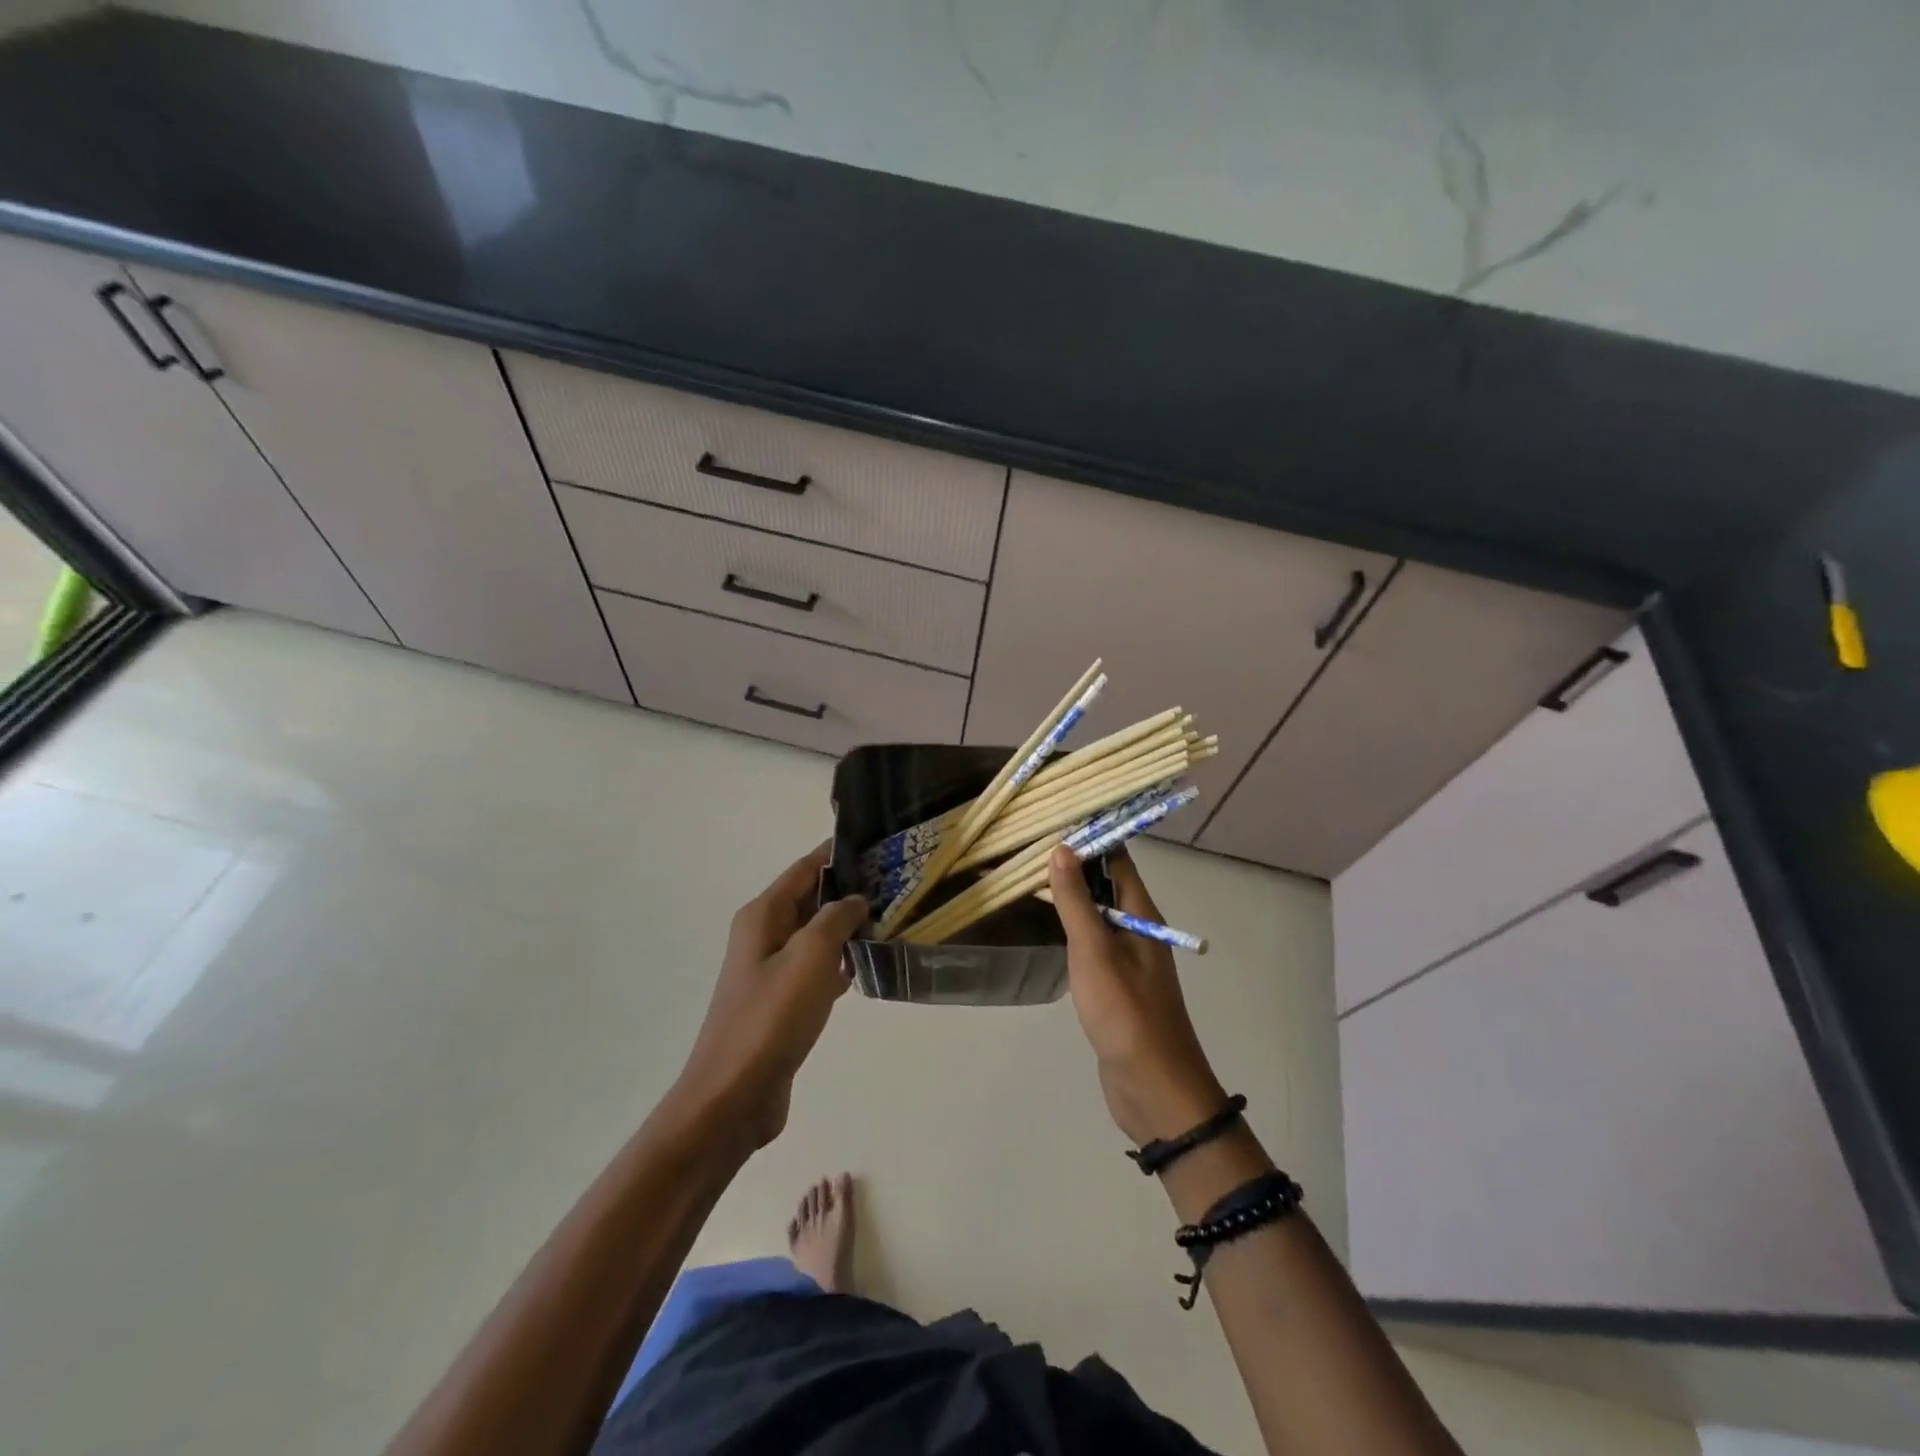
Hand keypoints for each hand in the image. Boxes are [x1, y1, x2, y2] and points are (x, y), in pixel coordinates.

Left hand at [675, 843, 869, 1147]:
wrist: (734, 1097)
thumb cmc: (771, 1018)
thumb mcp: (810, 956)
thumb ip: (836, 917)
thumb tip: (854, 900)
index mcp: (763, 915)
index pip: (805, 868)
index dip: (838, 853)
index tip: (878, 842)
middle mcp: (764, 935)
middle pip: (812, 898)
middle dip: (850, 888)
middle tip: (899, 881)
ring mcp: (773, 970)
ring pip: (818, 934)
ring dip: (849, 926)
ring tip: (894, 917)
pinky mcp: (784, 1002)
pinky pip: (818, 967)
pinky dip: (842, 960)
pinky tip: (870, 964)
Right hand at [1049, 846, 1228, 1145]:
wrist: (1153, 1087)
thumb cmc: (1125, 1011)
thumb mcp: (1095, 950)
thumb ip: (1076, 901)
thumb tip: (1062, 848)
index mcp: (1141, 914)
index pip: (1118, 859)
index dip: (1092, 835)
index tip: (1056, 815)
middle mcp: (1137, 929)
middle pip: (1106, 883)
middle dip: (1075, 861)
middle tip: (1030, 842)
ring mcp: (1126, 958)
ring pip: (1096, 913)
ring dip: (1071, 893)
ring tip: (1030, 874)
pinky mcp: (1113, 984)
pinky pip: (1091, 942)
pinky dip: (1070, 926)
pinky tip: (1045, 925)